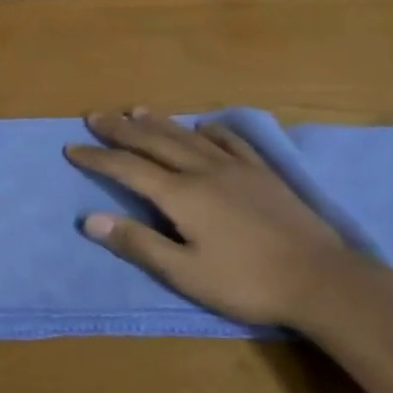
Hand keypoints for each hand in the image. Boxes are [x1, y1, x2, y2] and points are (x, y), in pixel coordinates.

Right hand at [66, 110, 383, 330]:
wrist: (321, 278)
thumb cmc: (247, 282)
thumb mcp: (185, 273)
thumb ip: (138, 243)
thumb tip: (89, 219)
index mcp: (181, 194)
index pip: (127, 169)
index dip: (97, 158)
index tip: (71, 149)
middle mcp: (203, 170)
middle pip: (154, 142)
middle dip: (120, 129)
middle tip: (94, 116)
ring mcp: (236, 167)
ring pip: (188, 136)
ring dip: (158, 122)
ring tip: (134, 110)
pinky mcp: (263, 173)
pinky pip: (230, 141)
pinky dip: (210, 130)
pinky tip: (203, 126)